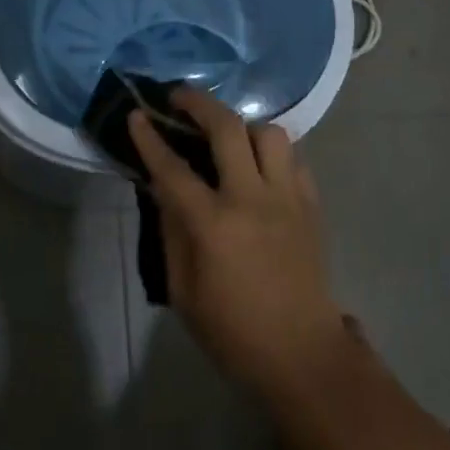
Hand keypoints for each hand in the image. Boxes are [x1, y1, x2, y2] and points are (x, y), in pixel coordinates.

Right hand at [130, 88, 348, 399]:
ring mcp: (287, 197)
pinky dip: (272, 153)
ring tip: (228, 136)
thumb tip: (163, 190)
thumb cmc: (233, 330)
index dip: (150, 139)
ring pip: (270, 133)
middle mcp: (252, 199)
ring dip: (244, 126)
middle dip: (199, 103)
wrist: (302, 352)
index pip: (173, 168)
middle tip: (180, 97)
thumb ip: (172, 232)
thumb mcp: (184, 291)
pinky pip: (293, 158)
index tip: (137, 114)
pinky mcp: (311, 204)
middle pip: (227, 128)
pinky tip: (259, 165)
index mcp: (214, 225)